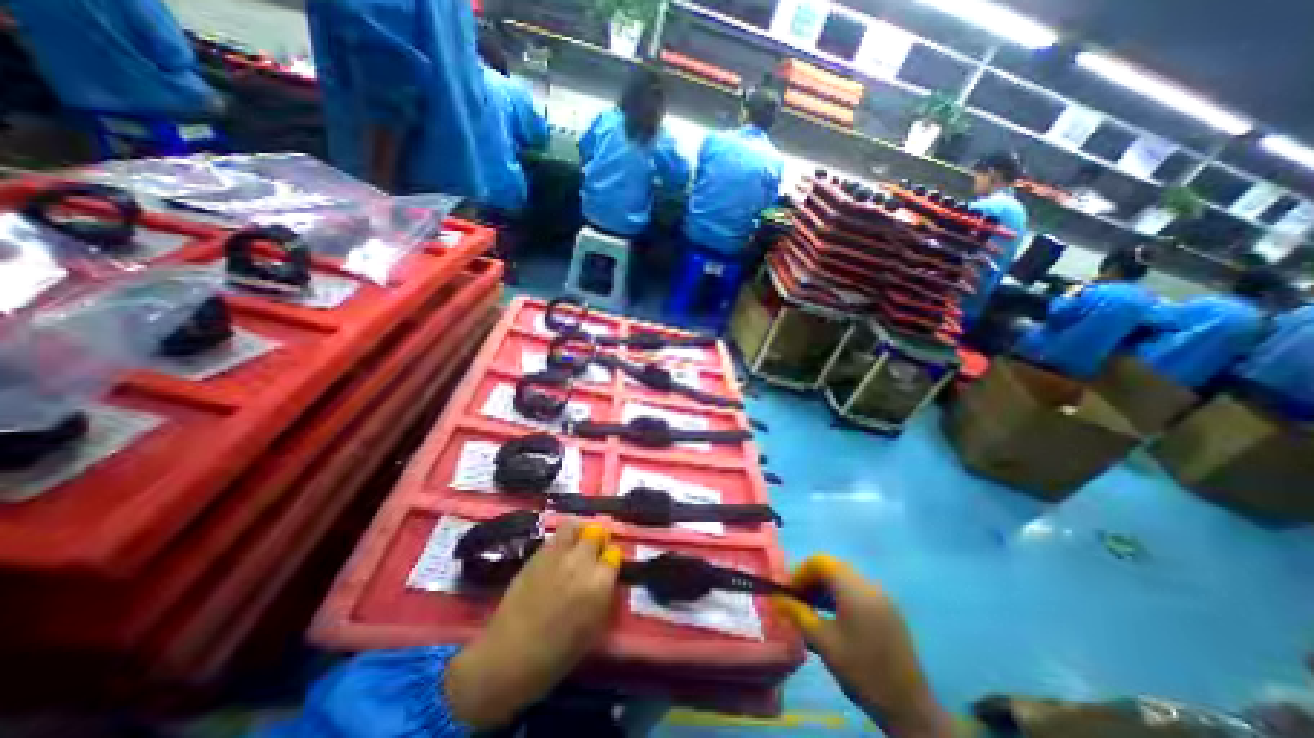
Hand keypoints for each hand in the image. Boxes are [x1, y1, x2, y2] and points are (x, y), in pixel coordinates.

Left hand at [444, 516, 622, 728]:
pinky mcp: (537, 553)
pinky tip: (559, 552)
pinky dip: (562, 539)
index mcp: (599, 584)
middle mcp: (581, 562)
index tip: (608, 565)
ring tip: (577, 541)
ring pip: (575, 525)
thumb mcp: (592, 629)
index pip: (615, 554)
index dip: (611, 559)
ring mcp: (558, 554)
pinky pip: (556, 536)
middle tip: (595, 550)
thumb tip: (607, 577)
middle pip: (597, 534)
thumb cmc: (556, 655)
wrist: (509, 657)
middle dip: (598, 540)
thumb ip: (603, 596)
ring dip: (579, 531)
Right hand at [772, 554, 949, 736]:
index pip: (820, 562)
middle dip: (811, 580)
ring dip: (825, 588)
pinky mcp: (888, 611)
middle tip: (798, 601)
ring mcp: (881, 598)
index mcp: (854, 589)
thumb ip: (797, 614)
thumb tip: (775, 597)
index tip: (789, 592)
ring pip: (845, 579)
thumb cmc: (861, 671)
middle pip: (832, 568)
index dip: (800, 572)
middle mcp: (869, 585)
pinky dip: (840, 597)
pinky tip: (834, 619)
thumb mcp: (823, 642)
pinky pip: (858, 591)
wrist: (910, 710)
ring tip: (812, 611)